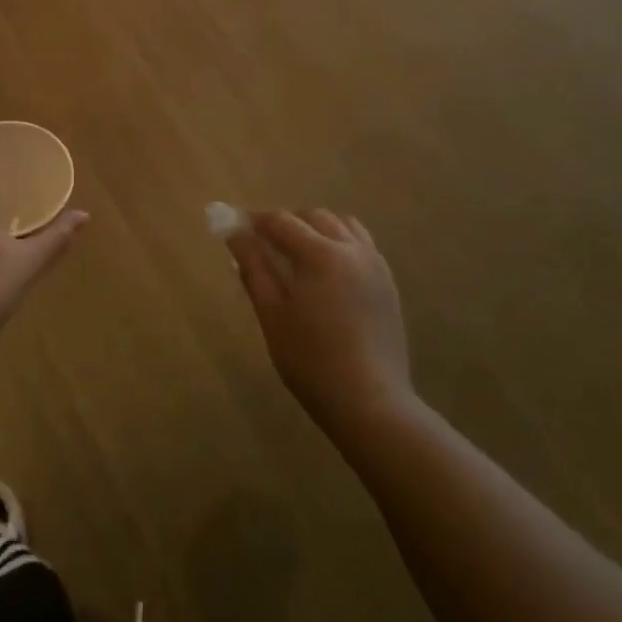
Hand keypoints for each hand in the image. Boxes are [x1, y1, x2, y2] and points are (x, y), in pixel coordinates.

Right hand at [229, 209, 413, 436]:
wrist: (371, 404)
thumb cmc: (311, 361)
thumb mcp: (272, 314)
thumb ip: (253, 268)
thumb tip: (235, 234)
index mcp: (321, 254)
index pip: (282, 222)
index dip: (254, 220)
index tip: (234, 227)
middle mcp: (352, 250)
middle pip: (314, 217)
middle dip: (286, 223)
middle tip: (262, 245)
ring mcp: (375, 266)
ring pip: (343, 226)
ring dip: (316, 229)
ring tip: (297, 255)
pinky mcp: (388, 285)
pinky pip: (362, 246)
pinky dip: (340, 244)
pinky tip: (327, 273)